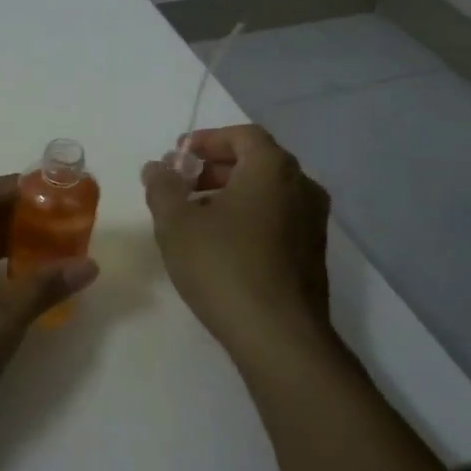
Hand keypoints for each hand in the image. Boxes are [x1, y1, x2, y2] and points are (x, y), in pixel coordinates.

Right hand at [142, 125, 332, 356]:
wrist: (279, 336)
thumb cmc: (223, 266)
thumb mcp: (176, 223)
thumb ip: (162, 187)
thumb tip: (157, 167)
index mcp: (273, 169)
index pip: (242, 135)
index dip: (207, 140)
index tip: (178, 156)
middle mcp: (302, 187)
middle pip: (257, 161)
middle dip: (215, 167)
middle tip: (181, 184)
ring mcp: (313, 222)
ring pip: (267, 193)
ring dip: (230, 194)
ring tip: (194, 216)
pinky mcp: (312, 254)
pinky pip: (277, 219)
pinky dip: (248, 217)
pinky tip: (220, 244)